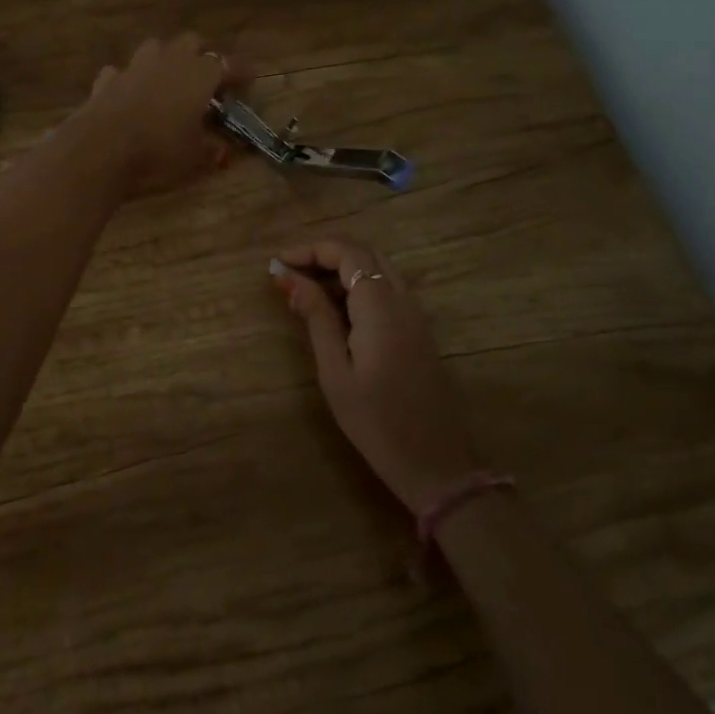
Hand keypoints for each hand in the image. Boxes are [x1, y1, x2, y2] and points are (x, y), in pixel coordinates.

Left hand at [75, 34, 236, 198]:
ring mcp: (134, 67)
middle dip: (201, 57)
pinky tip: (129, 94)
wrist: (99, 151)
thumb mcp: (195, 158)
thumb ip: (213, 150)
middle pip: (191, 43)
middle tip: (207, 81)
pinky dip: (128, 80)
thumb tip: (224, 150)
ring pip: (155, 48)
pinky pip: (121, 71)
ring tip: (168, 81)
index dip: (240, 72)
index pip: (228, 65)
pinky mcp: (106, 81)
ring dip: (164, 59)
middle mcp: (168, 62)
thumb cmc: (158, 152)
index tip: (249, 80)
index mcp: (199, 75)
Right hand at [273, 237, 478, 512]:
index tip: (279, 264)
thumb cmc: (375, 421)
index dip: (310, 249)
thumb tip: (291, 280)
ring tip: (305, 291)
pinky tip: (336, 311)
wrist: (436, 463)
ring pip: (378, 269)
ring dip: (342, 269)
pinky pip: (388, 289)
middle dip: (325, 255)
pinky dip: (359, 286)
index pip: (347, 252)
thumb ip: (316, 318)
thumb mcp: (335, 372)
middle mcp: (403, 300)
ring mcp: (416, 314)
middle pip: (364, 254)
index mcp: (381, 306)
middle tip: (290, 274)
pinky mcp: (419, 330)